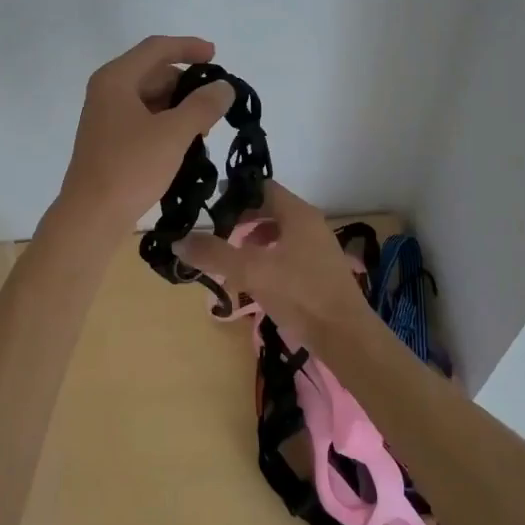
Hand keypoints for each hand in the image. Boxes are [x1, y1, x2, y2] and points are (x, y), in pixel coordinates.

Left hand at [56, 36, 234, 233]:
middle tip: (216, 102)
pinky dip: (166, 123)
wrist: (91, 216)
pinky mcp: (109, 141)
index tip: (216, 57)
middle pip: (153, 72)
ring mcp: (106, 117)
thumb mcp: (173, 134)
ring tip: (205, 127)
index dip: (188, 47)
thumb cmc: (130, 167)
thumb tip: (224, 87)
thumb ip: (202, 105)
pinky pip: (143, 119)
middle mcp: (107, 91)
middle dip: (186, 83)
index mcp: (116, 79)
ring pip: (150, 98)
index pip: (156, 48)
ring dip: (179, 106)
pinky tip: (186, 143)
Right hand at [173, 180, 371, 347]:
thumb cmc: (300, 294)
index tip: (210, 210)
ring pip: (276, 234)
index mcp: (298, 214)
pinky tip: (253, 282)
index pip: (262, 187)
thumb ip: (214, 254)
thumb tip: (179, 241)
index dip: (235, 194)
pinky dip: (265, 260)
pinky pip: (285, 254)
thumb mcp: (251, 271)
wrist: (346, 336)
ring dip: (251, 243)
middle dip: (240, 222)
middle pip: (268, 210)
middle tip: (215, 237)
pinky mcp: (318, 271)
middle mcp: (310, 224)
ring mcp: (317, 248)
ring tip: (231, 262)